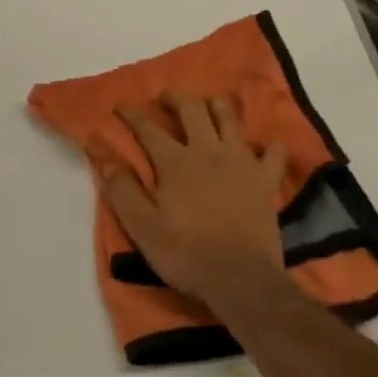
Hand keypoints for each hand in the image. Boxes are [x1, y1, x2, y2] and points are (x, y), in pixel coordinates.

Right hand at [102, 94, 287, 303]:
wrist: (241, 279)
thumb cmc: (186, 254)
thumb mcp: (142, 227)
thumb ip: (122, 189)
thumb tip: (105, 158)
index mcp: (175, 162)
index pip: (147, 127)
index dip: (131, 113)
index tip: (120, 105)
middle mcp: (208, 151)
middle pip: (192, 109)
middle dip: (175, 97)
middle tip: (165, 98)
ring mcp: (241, 162)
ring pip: (230, 118)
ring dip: (217, 106)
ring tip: (208, 106)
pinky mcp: (266, 180)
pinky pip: (273, 152)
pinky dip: (267, 145)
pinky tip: (262, 147)